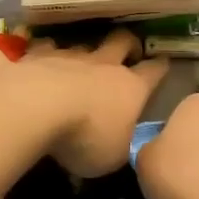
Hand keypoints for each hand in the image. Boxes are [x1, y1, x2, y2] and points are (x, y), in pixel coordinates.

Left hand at [12, 29, 167, 177]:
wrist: (35, 108)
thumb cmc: (84, 137)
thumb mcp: (112, 157)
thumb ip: (119, 146)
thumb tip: (119, 145)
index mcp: (130, 88)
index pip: (153, 71)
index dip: (160, 68)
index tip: (163, 64)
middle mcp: (103, 65)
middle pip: (122, 41)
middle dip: (128, 44)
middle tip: (128, 50)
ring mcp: (69, 56)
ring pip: (82, 44)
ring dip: (82, 53)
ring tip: (76, 63)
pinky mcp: (37, 56)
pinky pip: (44, 49)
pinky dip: (43, 54)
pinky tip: (37, 62)